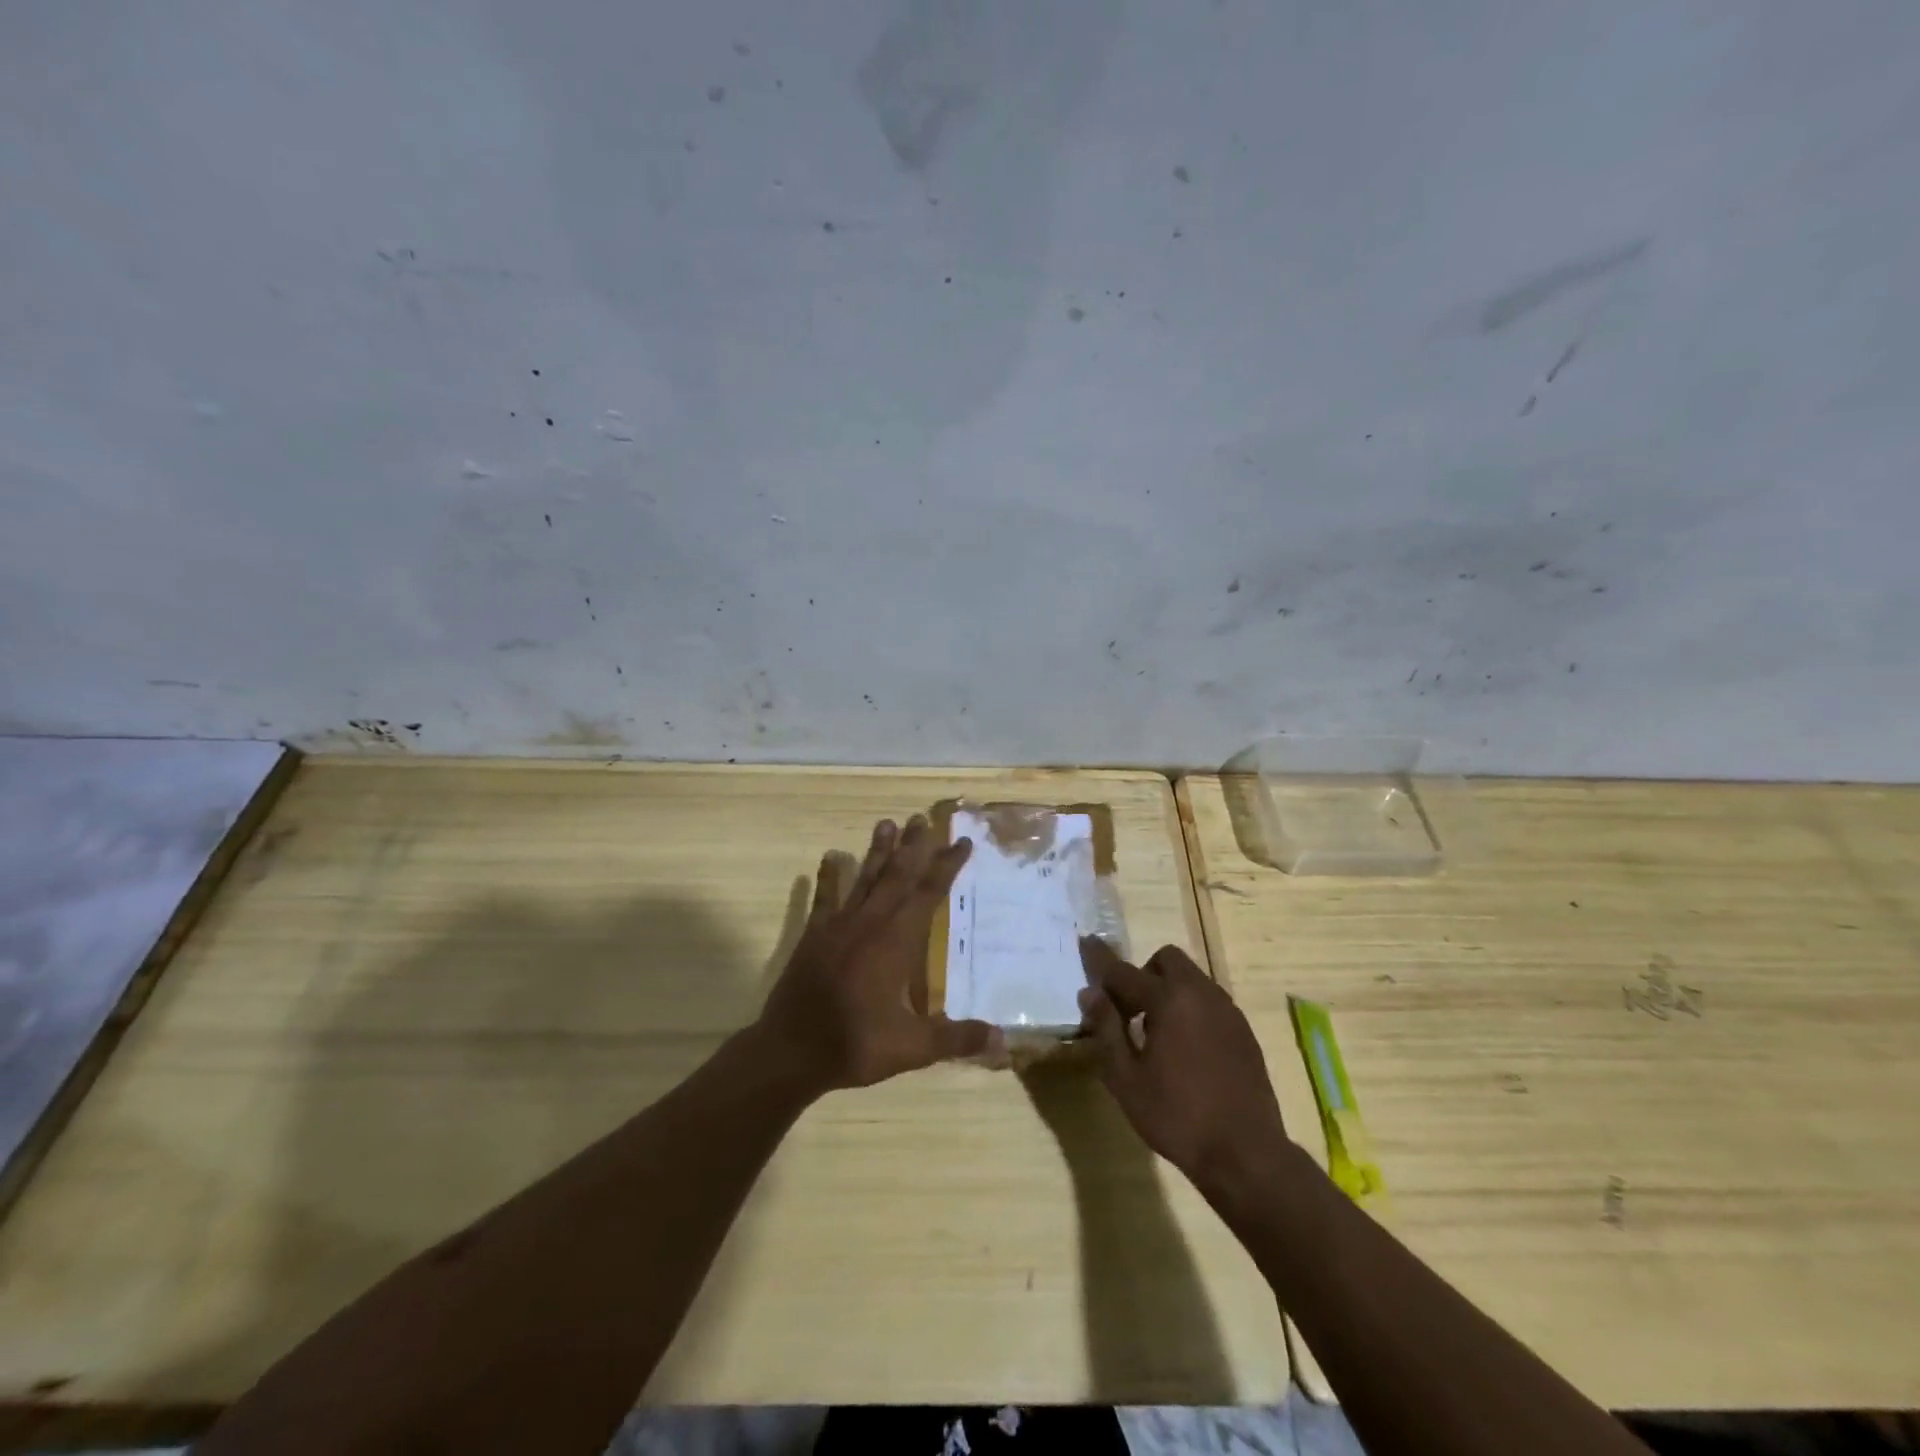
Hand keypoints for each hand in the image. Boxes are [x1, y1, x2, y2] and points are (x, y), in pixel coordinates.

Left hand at [755, 815, 1000, 1091]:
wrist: (791, 1051)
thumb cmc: (855, 1044)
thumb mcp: (912, 1048)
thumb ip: (957, 1039)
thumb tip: (1003, 1042)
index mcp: (896, 942)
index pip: (928, 894)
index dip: (946, 866)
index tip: (961, 842)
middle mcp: (870, 923)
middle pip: (896, 876)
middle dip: (913, 847)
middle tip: (922, 819)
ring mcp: (838, 925)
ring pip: (864, 879)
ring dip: (878, 851)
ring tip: (887, 823)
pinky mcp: (814, 934)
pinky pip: (825, 898)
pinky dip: (829, 876)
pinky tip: (831, 856)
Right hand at [1077, 938, 1288, 1193]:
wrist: (1247, 1154)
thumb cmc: (1177, 1117)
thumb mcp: (1126, 1079)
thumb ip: (1106, 1029)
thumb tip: (1091, 993)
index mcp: (1169, 1000)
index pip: (1124, 971)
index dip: (1100, 959)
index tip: (1085, 942)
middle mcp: (1200, 993)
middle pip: (1166, 960)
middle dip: (1143, 974)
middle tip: (1130, 1011)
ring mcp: (1227, 1010)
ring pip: (1191, 978)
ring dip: (1168, 990)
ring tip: (1157, 1034)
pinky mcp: (1243, 1030)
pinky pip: (1209, 1001)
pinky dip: (1190, 1008)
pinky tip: (1186, 1049)